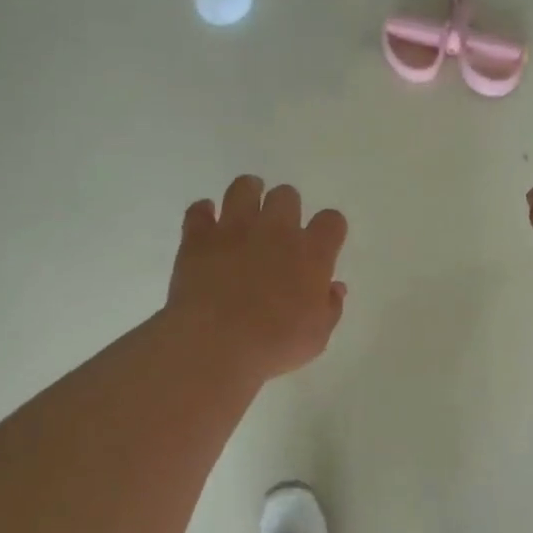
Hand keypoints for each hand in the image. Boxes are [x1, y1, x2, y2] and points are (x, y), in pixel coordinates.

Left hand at [166, 176, 348, 381]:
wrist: (216, 344)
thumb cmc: (275, 344)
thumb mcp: (317, 336)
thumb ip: (330, 307)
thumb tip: (334, 288)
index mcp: (312, 254)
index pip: (331, 221)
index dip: (330, 227)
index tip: (324, 241)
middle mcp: (276, 231)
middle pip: (287, 196)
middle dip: (286, 207)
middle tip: (280, 227)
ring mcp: (235, 229)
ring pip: (244, 188)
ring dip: (248, 193)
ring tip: (247, 207)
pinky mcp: (199, 237)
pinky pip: (198, 210)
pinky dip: (203, 212)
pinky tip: (206, 220)